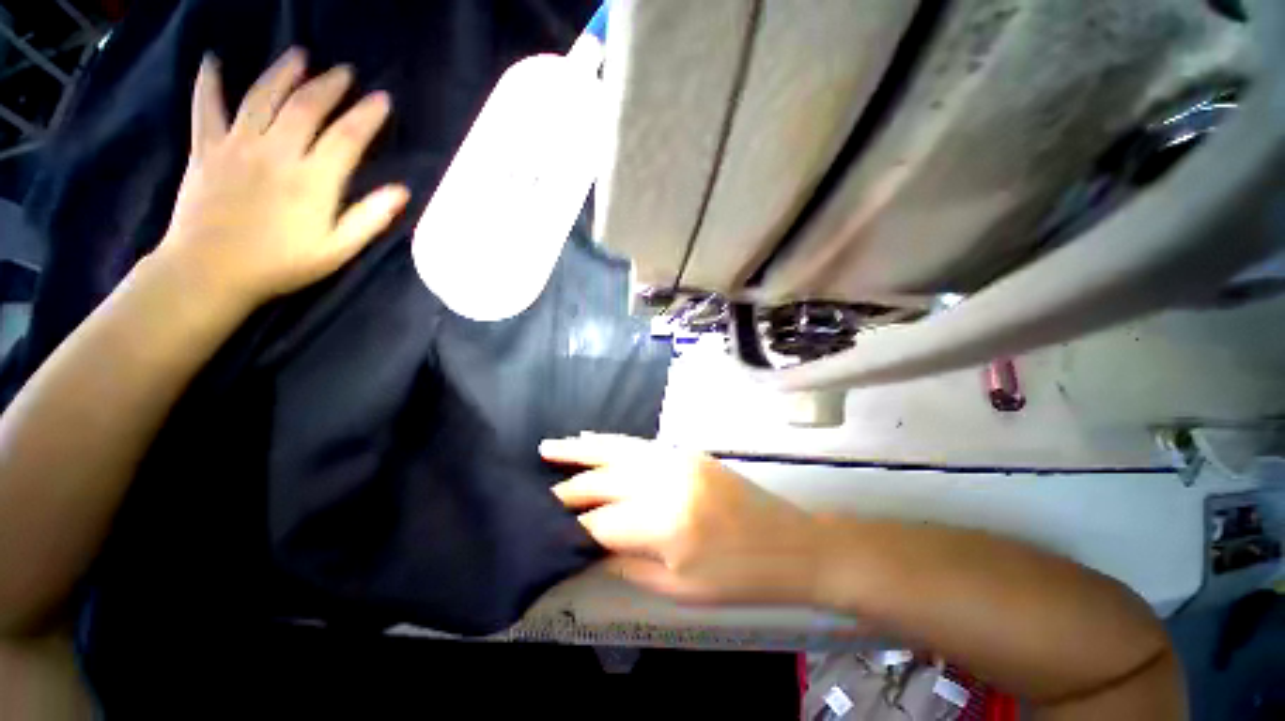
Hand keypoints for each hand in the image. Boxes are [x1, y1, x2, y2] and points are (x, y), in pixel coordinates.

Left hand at [153, 48, 409, 309]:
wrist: (210, 272)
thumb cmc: (281, 265)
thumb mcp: (337, 250)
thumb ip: (369, 219)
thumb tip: (402, 192)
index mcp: (312, 180)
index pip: (346, 137)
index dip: (367, 115)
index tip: (382, 98)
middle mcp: (276, 153)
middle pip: (306, 107)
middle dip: (329, 86)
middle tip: (344, 71)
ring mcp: (237, 147)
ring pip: (262, 98)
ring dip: (283, 73)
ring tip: (299, 55)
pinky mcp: (205, 149)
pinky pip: (206, 107)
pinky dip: (208, 82)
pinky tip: (213, 60)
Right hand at [540, 434, 823, 604]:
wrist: (793, 543)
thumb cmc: (740, 578)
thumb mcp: (680, 589)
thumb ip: (628, 564)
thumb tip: (589, 550)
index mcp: (666, 523)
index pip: (602, 522)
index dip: (574, 527)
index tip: (548, 529)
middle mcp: (667, 482)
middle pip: (605, 480)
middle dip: (570, 487)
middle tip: (541, 490)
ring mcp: (678, 460)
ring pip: (619, 450)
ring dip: (583, 450)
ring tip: (551, 447)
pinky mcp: (687, 452)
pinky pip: (640, 444)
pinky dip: (613, 442)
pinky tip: (593, 440)